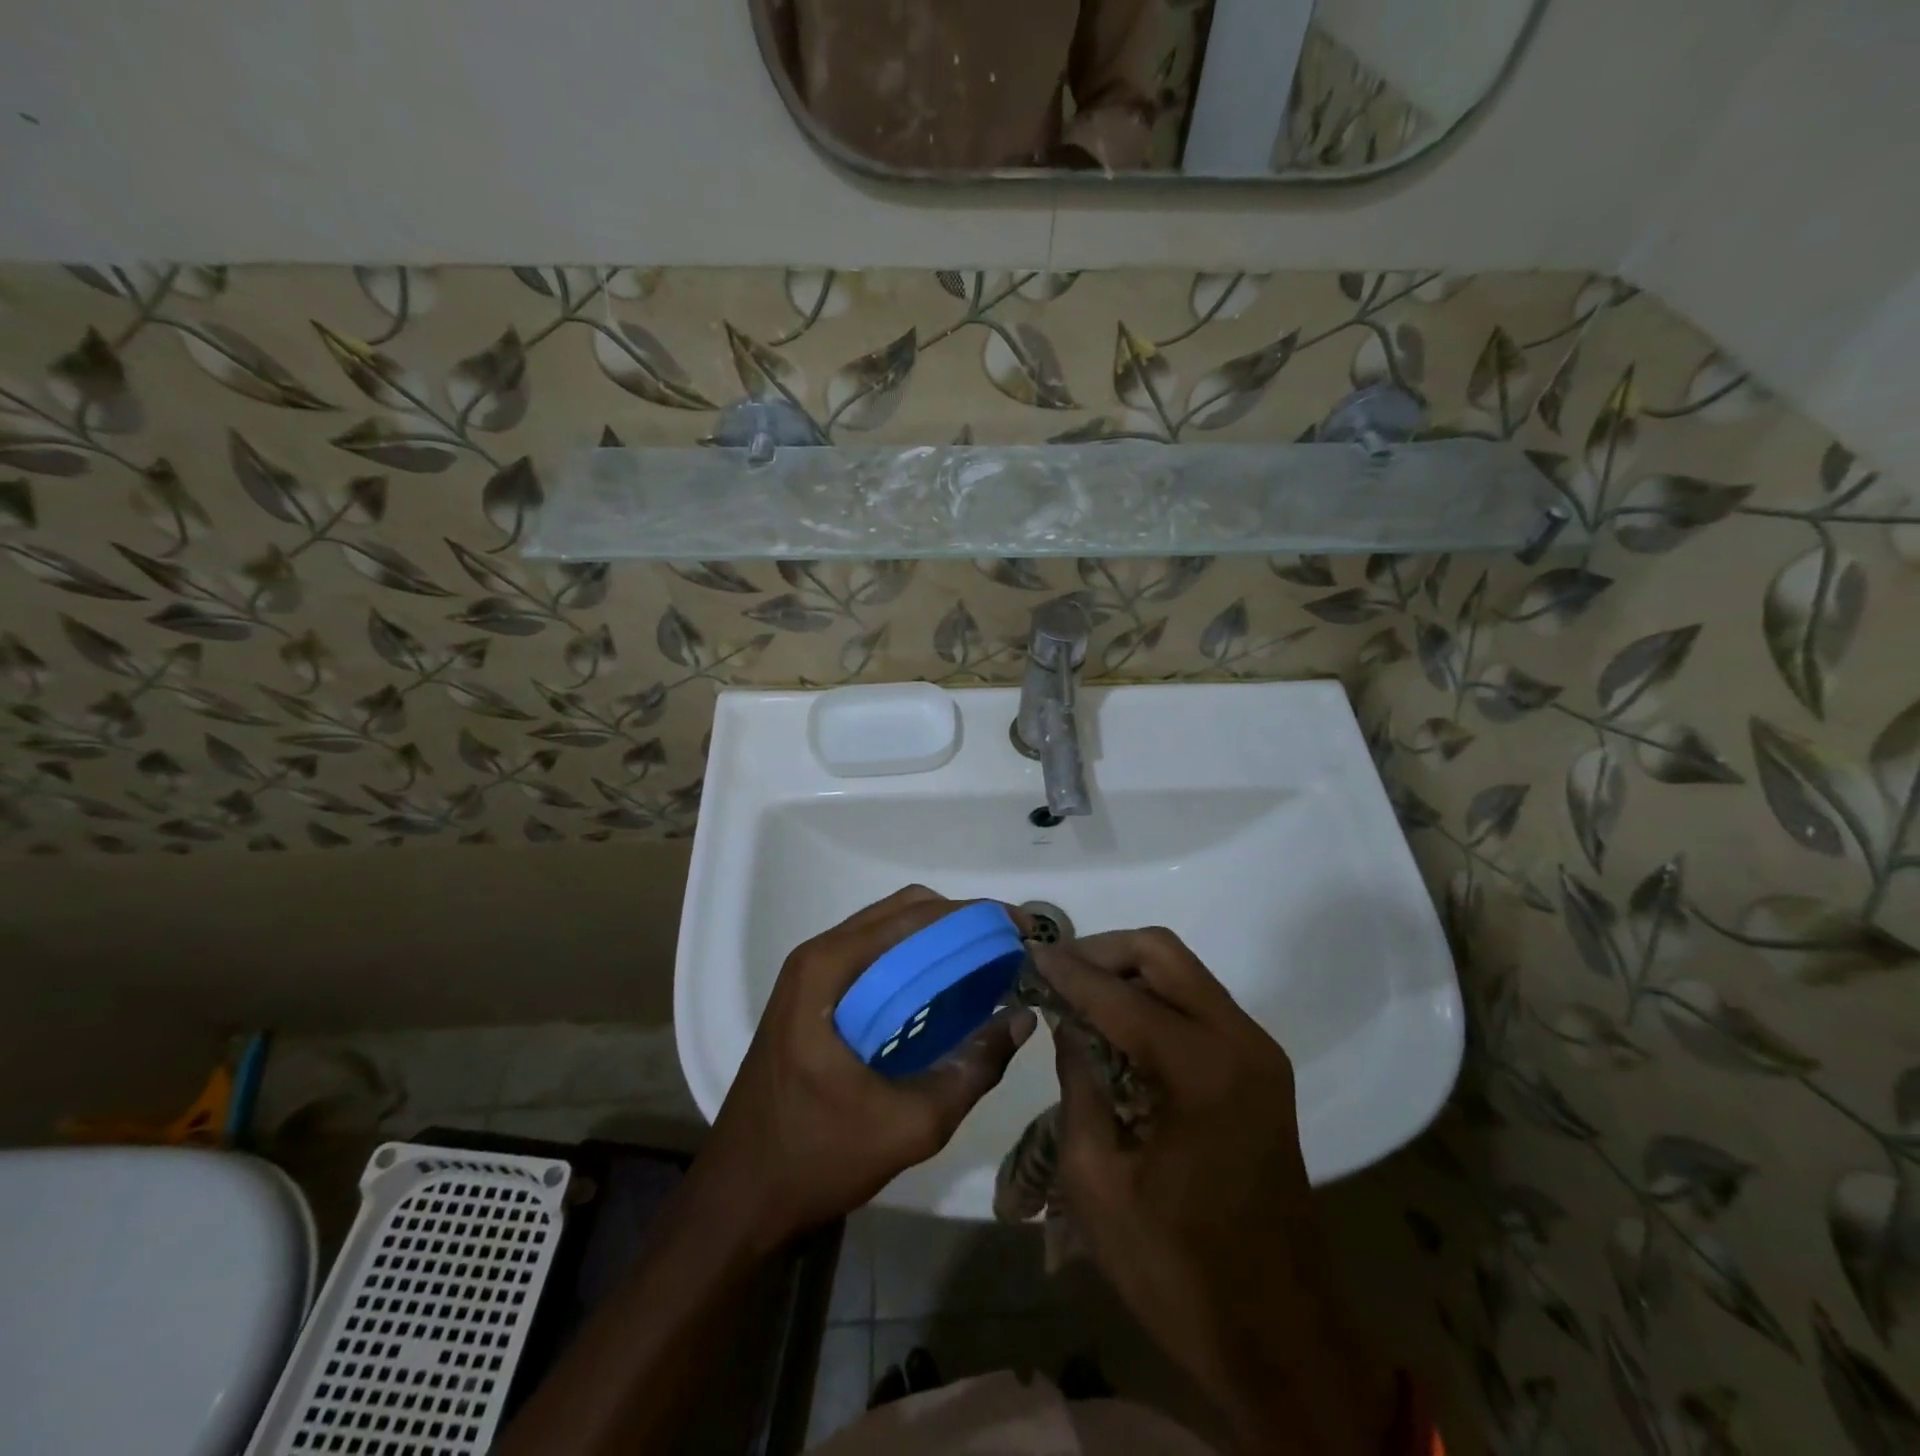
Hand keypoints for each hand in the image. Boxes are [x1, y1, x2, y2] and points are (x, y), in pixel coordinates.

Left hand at [699, 886, 1035, 1247]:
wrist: (740, 1199)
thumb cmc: (817, 1157)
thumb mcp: (910, 1124)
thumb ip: (972, 1068)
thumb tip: (1022, 1017)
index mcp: (829, 968)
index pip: (914, 916)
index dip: (972, 916)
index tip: (1019, 930)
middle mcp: (818, 956)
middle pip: (901, 912)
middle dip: (959, 923)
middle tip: (1006, 951)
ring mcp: (811, 975)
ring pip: (888, 932)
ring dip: (937, 940)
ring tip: (985, 966)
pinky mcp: (813, 997)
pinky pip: (874, 958)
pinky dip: (914, 961)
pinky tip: (945, 992)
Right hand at [1036, 930, 1391, 1454]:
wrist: (1281, 1339)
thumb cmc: (1177, 1269)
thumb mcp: (1097, 1181)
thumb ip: (1079, 1084)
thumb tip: (1069, 1024)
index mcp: (1202, 1070)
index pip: (1120, 995)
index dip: (1068, 972)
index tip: (1028, 954)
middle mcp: (1240, 1041)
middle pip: (1162, 953)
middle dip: (1102, 951)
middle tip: (1056, 972)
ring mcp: (1257, 1052)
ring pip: (1182, 971)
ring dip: (1127, 971)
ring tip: (1076, 994)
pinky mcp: (1260, 1069)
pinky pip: (1197, 1003)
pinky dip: (1152, 997)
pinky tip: (1116, 1024)